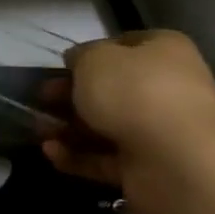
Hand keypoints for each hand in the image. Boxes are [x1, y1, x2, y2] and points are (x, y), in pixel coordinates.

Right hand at [42, 31, 214, 213]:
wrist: (177, 162)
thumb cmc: (135, 93)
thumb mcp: (95, 59)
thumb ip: (80, 56)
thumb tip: (77, 62)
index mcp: (164, 52)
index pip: (125, 45)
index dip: (92, 52)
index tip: (62, 65)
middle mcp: (166, 89)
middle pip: (111, 89)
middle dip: (71, 94)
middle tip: (40, 99)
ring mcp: (158, 132)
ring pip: (105, 125)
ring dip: (68, 127)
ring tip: (37, 130)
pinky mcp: (146, 169)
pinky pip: (105, 159)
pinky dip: (77, 156)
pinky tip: (50, 153)